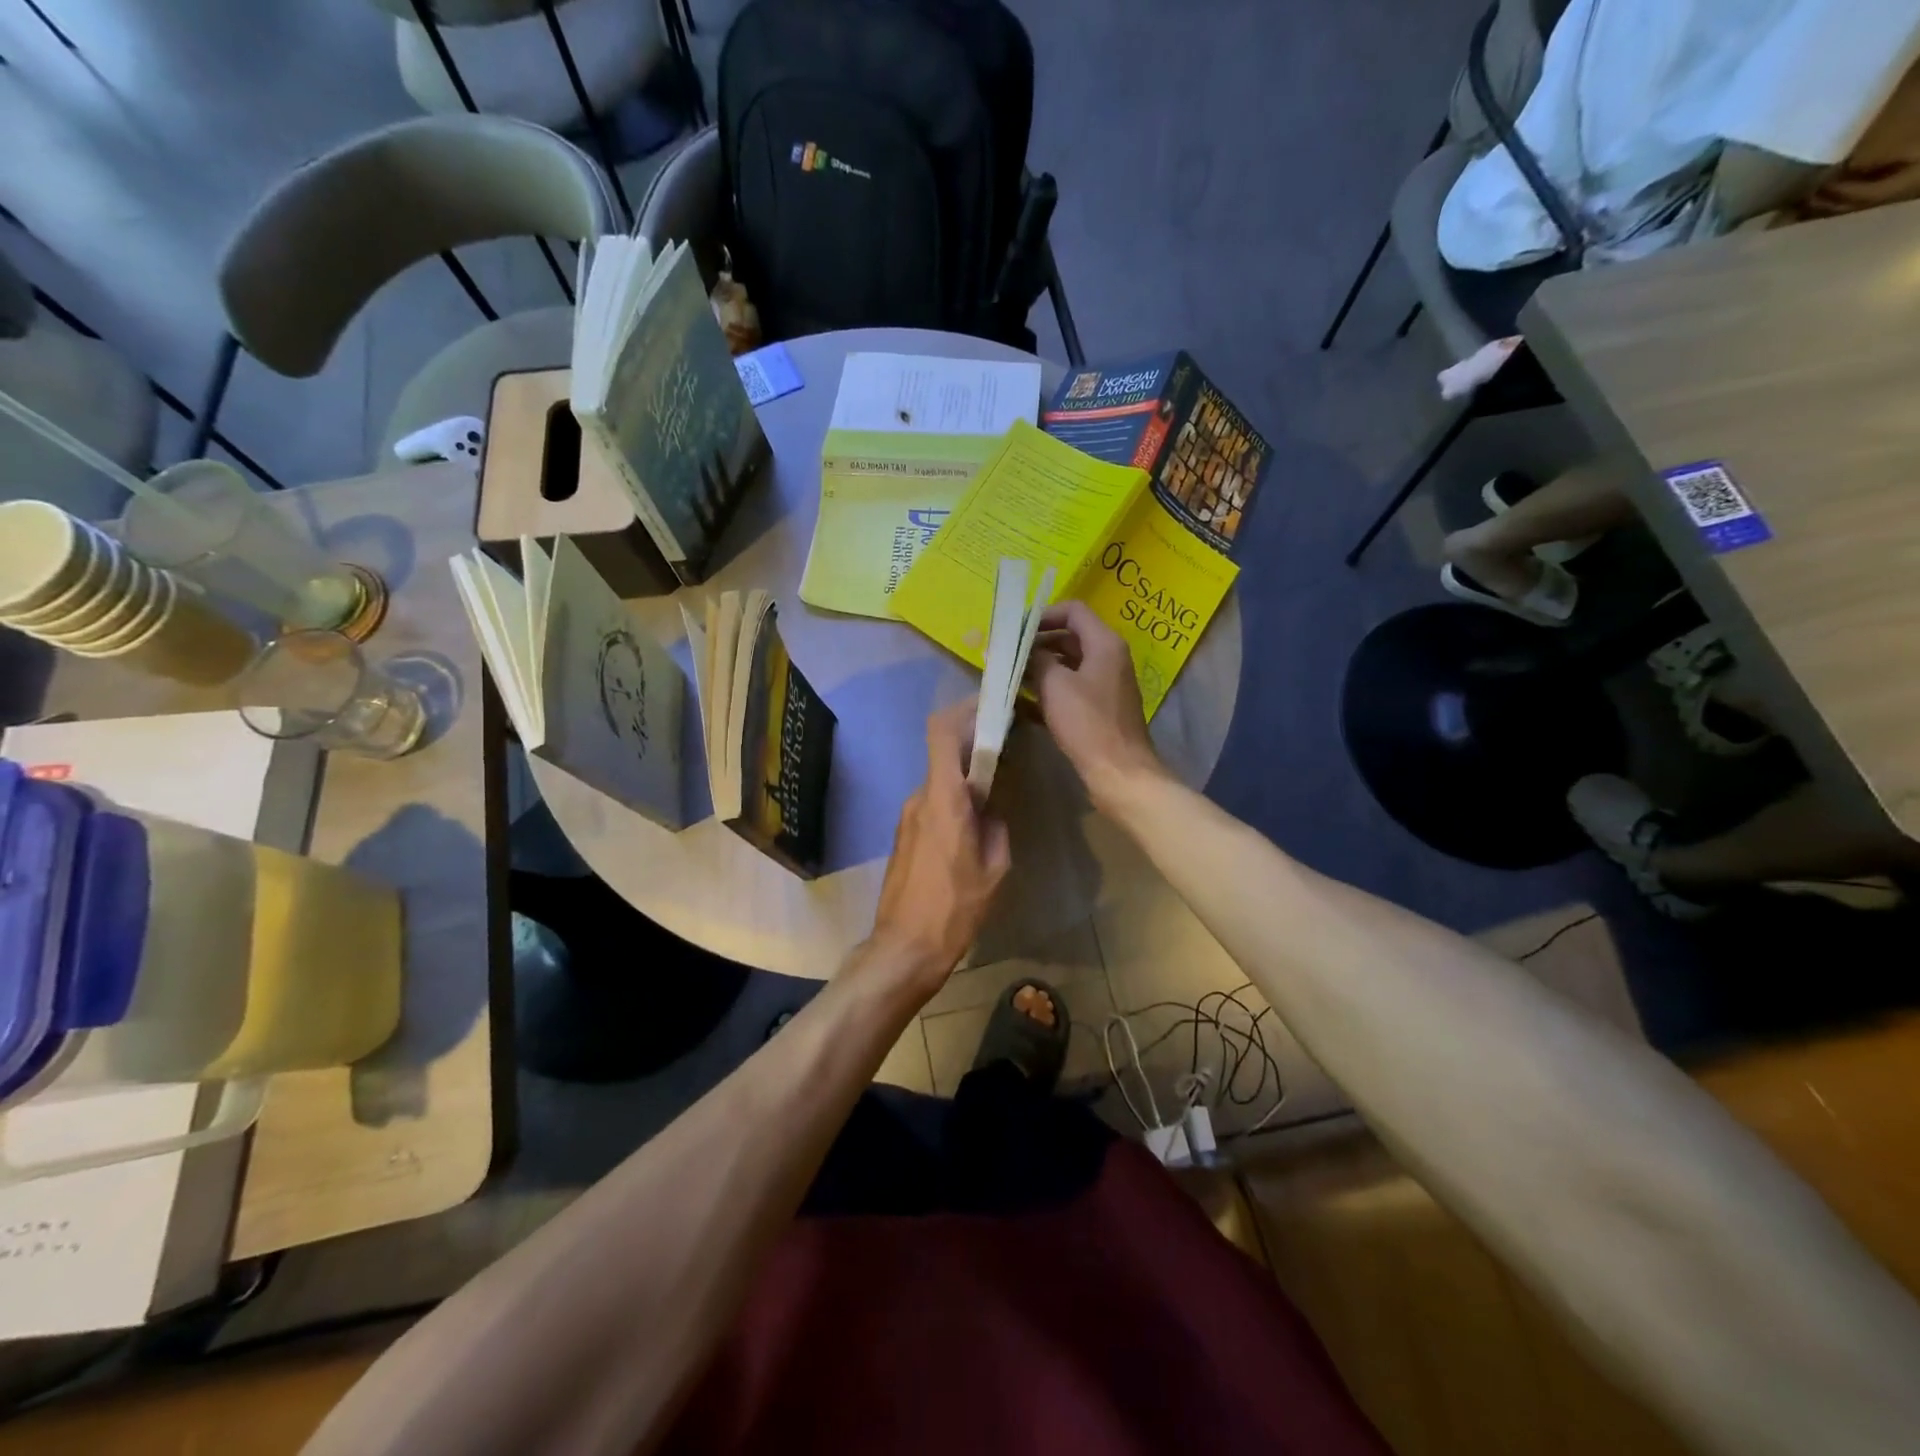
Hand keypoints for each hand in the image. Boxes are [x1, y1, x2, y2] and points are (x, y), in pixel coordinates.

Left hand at [865, 702, 1011, 1001]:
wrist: (905, 947)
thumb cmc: (955, 908)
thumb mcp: (995, 869)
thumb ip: (997, 827)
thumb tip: (991, 811)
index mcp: (943, 798)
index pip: (942, 732)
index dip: (963, 710)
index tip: (990, 708)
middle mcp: (919, 798)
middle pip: (944, 754)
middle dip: (974, 747)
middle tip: (1007, 752)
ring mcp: (907, 816)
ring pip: (939, 781)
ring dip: (965, 778)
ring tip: (995, 796)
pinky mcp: (903, 835)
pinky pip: (931, 803)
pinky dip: (952, 800)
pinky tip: (972, 827)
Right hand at [1026, 601, 1166, 809]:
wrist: (1119, 772)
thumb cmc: (1088, 723)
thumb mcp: (1055, 685)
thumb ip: (1036, 659)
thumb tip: (1022, 649)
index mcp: (1104, 643)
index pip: (1073, 611)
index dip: (1042, 615)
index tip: (1015, 631)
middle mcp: (1108, 658)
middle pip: (1069, 637)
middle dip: (1036, 644)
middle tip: (1006, 655)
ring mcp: (1105, 685)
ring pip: (1067, 666)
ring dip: (1039, 669)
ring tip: (1008, 678)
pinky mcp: (1099, 710)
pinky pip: (1069, 690)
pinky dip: (1048, 692)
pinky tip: (1021, 705)